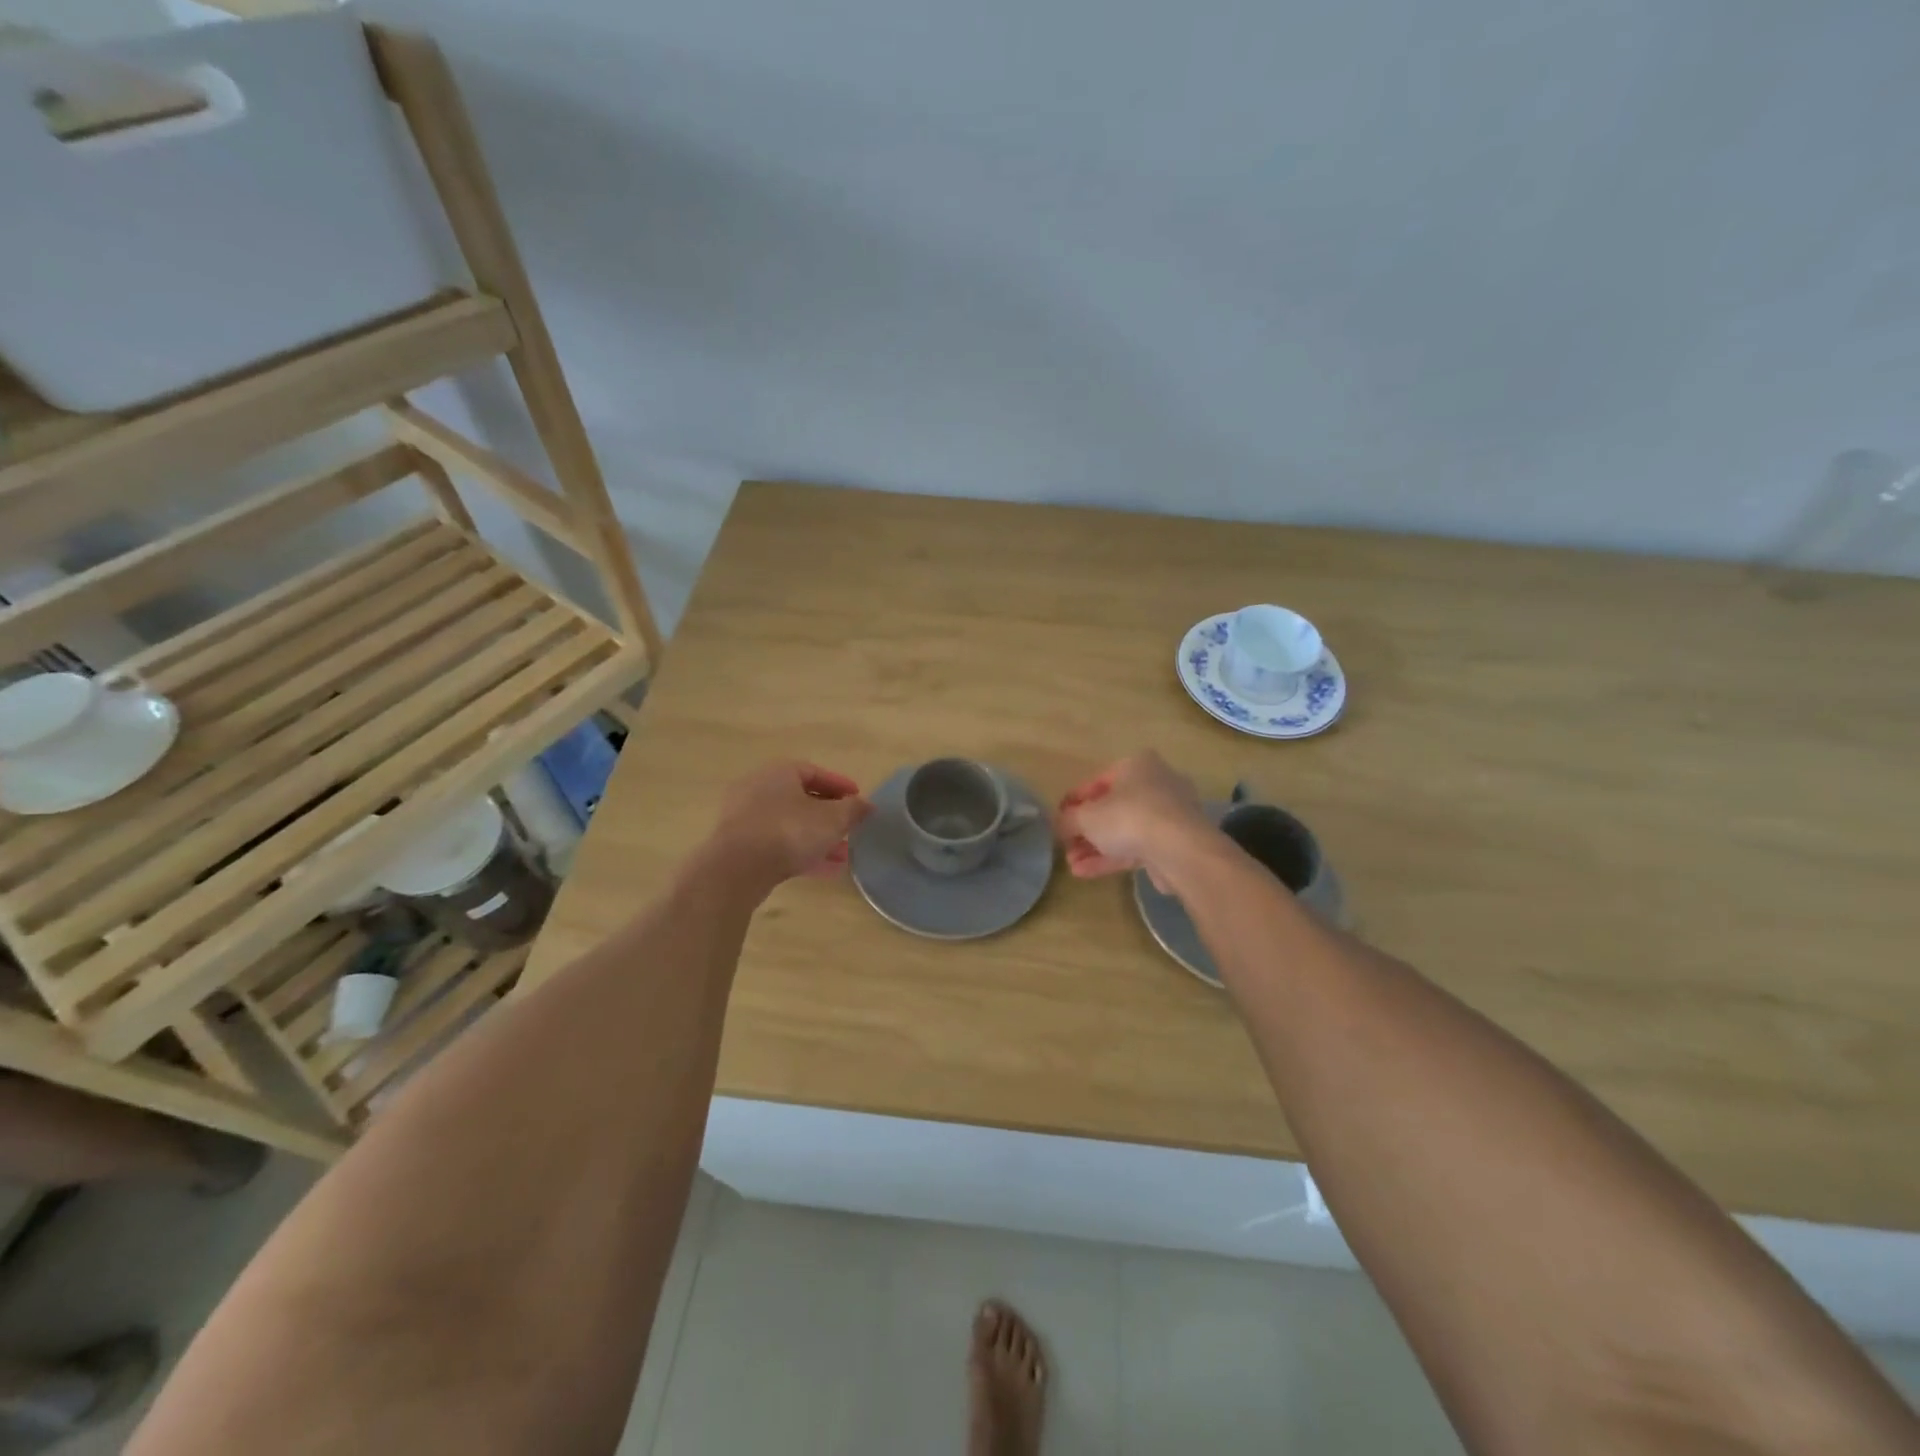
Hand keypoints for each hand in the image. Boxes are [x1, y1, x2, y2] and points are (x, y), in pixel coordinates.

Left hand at [709, 761, 872, 887]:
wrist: (737, 868)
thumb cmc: (789, 831)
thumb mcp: (832, 819)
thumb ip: (853, 810)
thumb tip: (867, 805)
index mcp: (780, 772)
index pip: (815, 772)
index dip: (840, 786)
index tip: (858, 800)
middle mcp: (759, 789)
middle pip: (801, 800)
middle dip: (829, 817)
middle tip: (850, 830)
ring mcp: (745, 818)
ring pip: (790, 825)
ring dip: (817, 838)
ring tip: (842, 856)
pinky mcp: (739, 846)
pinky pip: (777, 844)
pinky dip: (800, 853)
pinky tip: (824, 870)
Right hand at [1056, 751, 1214, 888]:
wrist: (1180, 849)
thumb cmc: (1129, 817)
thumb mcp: (1086, 816)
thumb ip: (1068, 820)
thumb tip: (1059, 825)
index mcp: (1137, 765)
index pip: (1098, 781)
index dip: (1074, 801)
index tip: (1058, 818)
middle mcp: (1157, 784)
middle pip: (1113, 808)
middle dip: (1086, 830)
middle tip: (1067, 846)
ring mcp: (1169, 816)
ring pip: (1125, 831)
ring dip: (1096, 848)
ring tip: (1071, 865)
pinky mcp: (1175, 843)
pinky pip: (1137, 848)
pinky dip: (1112, 858)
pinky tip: (1085, 873)